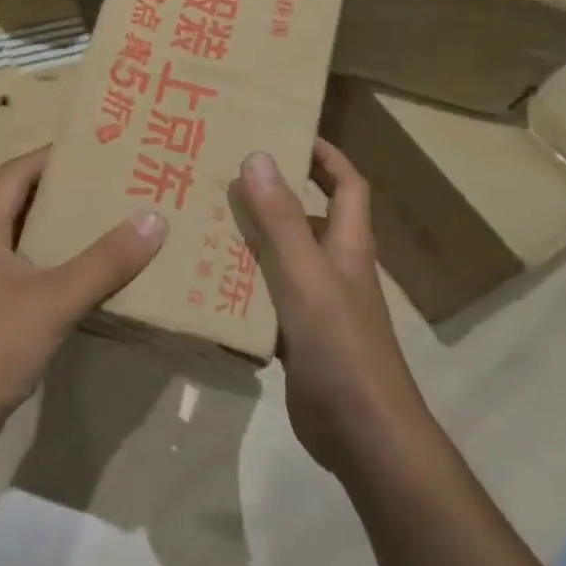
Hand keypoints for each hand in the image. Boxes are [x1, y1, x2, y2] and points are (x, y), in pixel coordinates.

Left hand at [0, 147, 167, 457]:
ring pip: (16, 234)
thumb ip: (105, 261)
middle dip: (58, 189)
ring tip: (101, 221)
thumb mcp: (54, 300)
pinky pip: (17, 267)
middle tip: (106, 185)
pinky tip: (79, 273)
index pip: (17, 170)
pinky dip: (46, 260)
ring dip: (52, 226)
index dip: (54, 156)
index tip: (99, 151)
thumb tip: (154, 218)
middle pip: (15, 198)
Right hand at [236, 142, 431, 477]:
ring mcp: (316, 305)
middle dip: (273, 193)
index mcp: (347, 245)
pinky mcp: (298, 337)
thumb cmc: (341, 347)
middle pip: (307, 217)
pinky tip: (206, 282)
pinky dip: (241, 286)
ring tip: (204, 220)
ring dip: (251, 239)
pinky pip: (265, 298)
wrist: (362, 434)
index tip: (287, 131)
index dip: (325, 155)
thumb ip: (281, 220)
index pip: (346, 184)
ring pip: (281, 258)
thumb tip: (259, 156)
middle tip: (224, 174)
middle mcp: (334, 268)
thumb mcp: (306, 276)